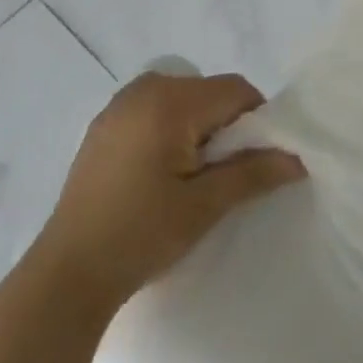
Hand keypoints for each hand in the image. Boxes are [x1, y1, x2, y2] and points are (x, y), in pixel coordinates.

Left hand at [33, 71, 304, 312]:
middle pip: (208, 91)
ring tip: (192, 177)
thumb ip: (252, 173)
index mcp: (170, 100)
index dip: (256, 120)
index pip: (235, 90)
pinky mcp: (104, 123)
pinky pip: (155, 109)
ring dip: (199, 127)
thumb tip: (296, 158)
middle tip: (223, 174)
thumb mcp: (204, 206)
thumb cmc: (140, 235)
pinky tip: (161, 174)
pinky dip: (171, 129)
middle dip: (226, 124)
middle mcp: (145, 88)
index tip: (255, 161)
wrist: (66, 274)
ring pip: (183, 99)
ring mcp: (120, 104)